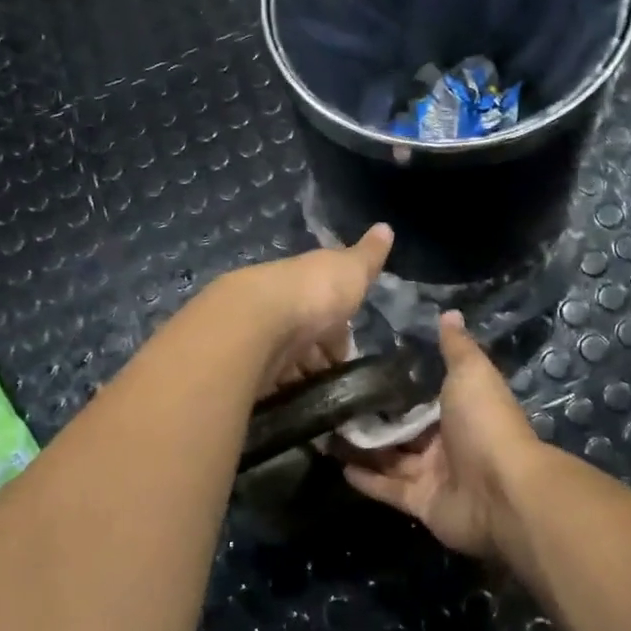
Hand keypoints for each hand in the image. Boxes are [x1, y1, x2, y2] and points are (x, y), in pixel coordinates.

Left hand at [211, 223, 394, 394]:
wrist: (259, 320)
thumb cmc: (313, 293)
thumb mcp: (350, 270)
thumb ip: (368, 256)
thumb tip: (386, 227)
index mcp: (304, 284)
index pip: (324, 309)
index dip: (338, 332)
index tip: (347, 355)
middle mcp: (280, 308)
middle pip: (302, 337)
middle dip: (318, 358)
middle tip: (335, 382)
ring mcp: (259, 338)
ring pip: (284, 361)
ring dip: (300, 377)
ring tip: (317, 399)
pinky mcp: (245, 367)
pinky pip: (268, 383)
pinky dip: (280, 392)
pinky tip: (292, 403)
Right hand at [342, 311, 539, 558]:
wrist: (502, 492)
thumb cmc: (485, 423)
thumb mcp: (470, 373)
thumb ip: (455, 347)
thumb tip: (449, 312)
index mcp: (458, 409)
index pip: (421, 395)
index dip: (394, 385)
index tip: (359, 369)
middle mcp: (446, 441)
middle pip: (402, 429)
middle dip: (371, 419)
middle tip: (332, 404)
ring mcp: (433, 475)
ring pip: (390, 459)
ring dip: (361, 448)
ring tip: (324, 432)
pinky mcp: (421, 504)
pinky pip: (388, 489)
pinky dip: (366, 479)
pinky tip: (337, 465)